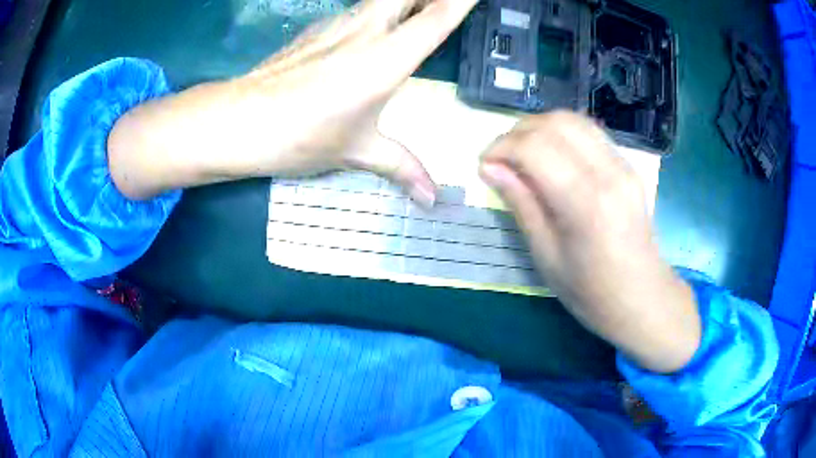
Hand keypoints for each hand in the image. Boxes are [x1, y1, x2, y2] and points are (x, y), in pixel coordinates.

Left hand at [109, 0, 476, 203]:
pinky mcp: (316, 29)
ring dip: (402, 0)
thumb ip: (401, 168)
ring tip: (415, 10)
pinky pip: (355, 10)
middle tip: (447, 2)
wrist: (240, 121)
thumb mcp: (357, 151)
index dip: (461, 1)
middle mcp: (366, 31)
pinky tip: (370, 28)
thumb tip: (431, 199)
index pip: (436, 18)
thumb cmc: (301, 136)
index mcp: (386, 59)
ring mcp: (337, 25)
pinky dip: (373, 12)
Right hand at [479, 111, 700, 372]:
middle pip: (555, 123)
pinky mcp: (628, 166)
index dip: (501, 147)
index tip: (485, 165)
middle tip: (501, 158)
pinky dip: (562, 134)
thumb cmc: (591, 291)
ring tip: (523, 154)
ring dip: (540, 128)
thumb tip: (490, 168)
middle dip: (518, 132)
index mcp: (585, 201)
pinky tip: (552, 157)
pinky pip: (589, 133)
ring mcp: (622, 165)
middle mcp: (607, 172)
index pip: (535, 147)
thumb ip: (520, 203)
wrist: (643, 298)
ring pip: (573, 120)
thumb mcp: (546, 256)